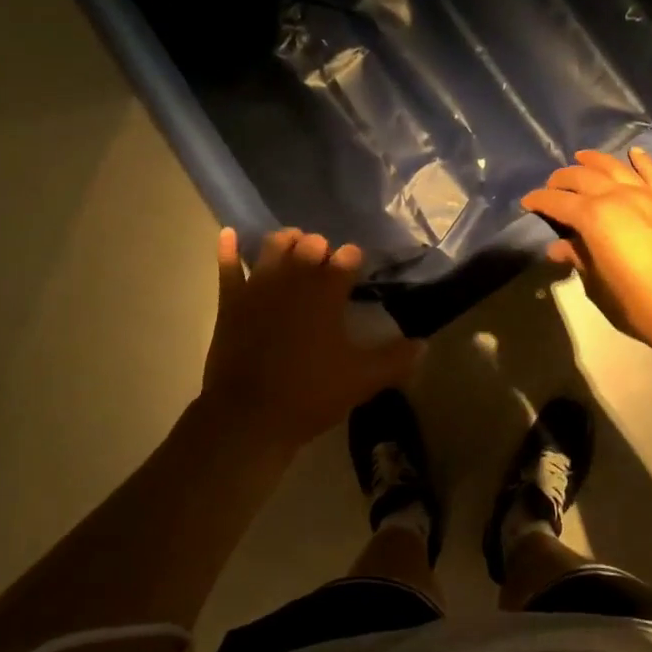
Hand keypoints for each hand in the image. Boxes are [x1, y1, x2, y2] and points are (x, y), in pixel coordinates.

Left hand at [200, 227, 422, 448]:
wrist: (249, 417)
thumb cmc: (310, 394)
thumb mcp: (362, 380)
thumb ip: (395, 359)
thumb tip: (423, 345)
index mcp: (327, 295)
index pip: (346, 259)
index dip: (352, 258)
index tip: (355, 263)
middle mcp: (294, 282)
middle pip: (309, 245)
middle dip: (320, 247)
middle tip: (325, 259)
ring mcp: (258, 288)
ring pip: (272, 248)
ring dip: (286, 241)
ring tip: (293, 244)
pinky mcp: (231, 303)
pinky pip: (227, 268)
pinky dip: (229, 249)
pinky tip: (230, 234)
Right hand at [520, 148, 651, 349]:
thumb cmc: (636, 301)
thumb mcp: (597, 284)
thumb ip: (578, 259)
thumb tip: (559, 248)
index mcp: (592, 216)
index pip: (558, 202)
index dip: (540, 200)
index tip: (528, 202)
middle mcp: (616, 196)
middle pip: (583, 177)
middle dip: (563, 179)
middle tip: (552, 185)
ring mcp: (646, 195)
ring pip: (615, 167)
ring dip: (595, 160)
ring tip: (582, 157)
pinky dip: (642, 161)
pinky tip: (634, 153)